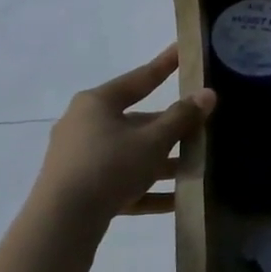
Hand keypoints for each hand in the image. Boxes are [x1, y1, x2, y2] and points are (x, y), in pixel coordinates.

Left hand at [34, 46, 214, 225]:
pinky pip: (122, 183)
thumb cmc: (109, 166)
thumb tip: (208, 94)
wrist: (63, 221)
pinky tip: (176, 201)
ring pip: (130, 154)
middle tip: (200, 128)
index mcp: (97, 103)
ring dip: (162, 162)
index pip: (139, 79)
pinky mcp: (82, 188)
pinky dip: (147, 189)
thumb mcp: (152, 141)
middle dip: (170, 129)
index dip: (164, 65)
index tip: (181, 50)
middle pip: (137, 122)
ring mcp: (81, 158)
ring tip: (195, 168)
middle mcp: (85, 125)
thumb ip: (181, 118)